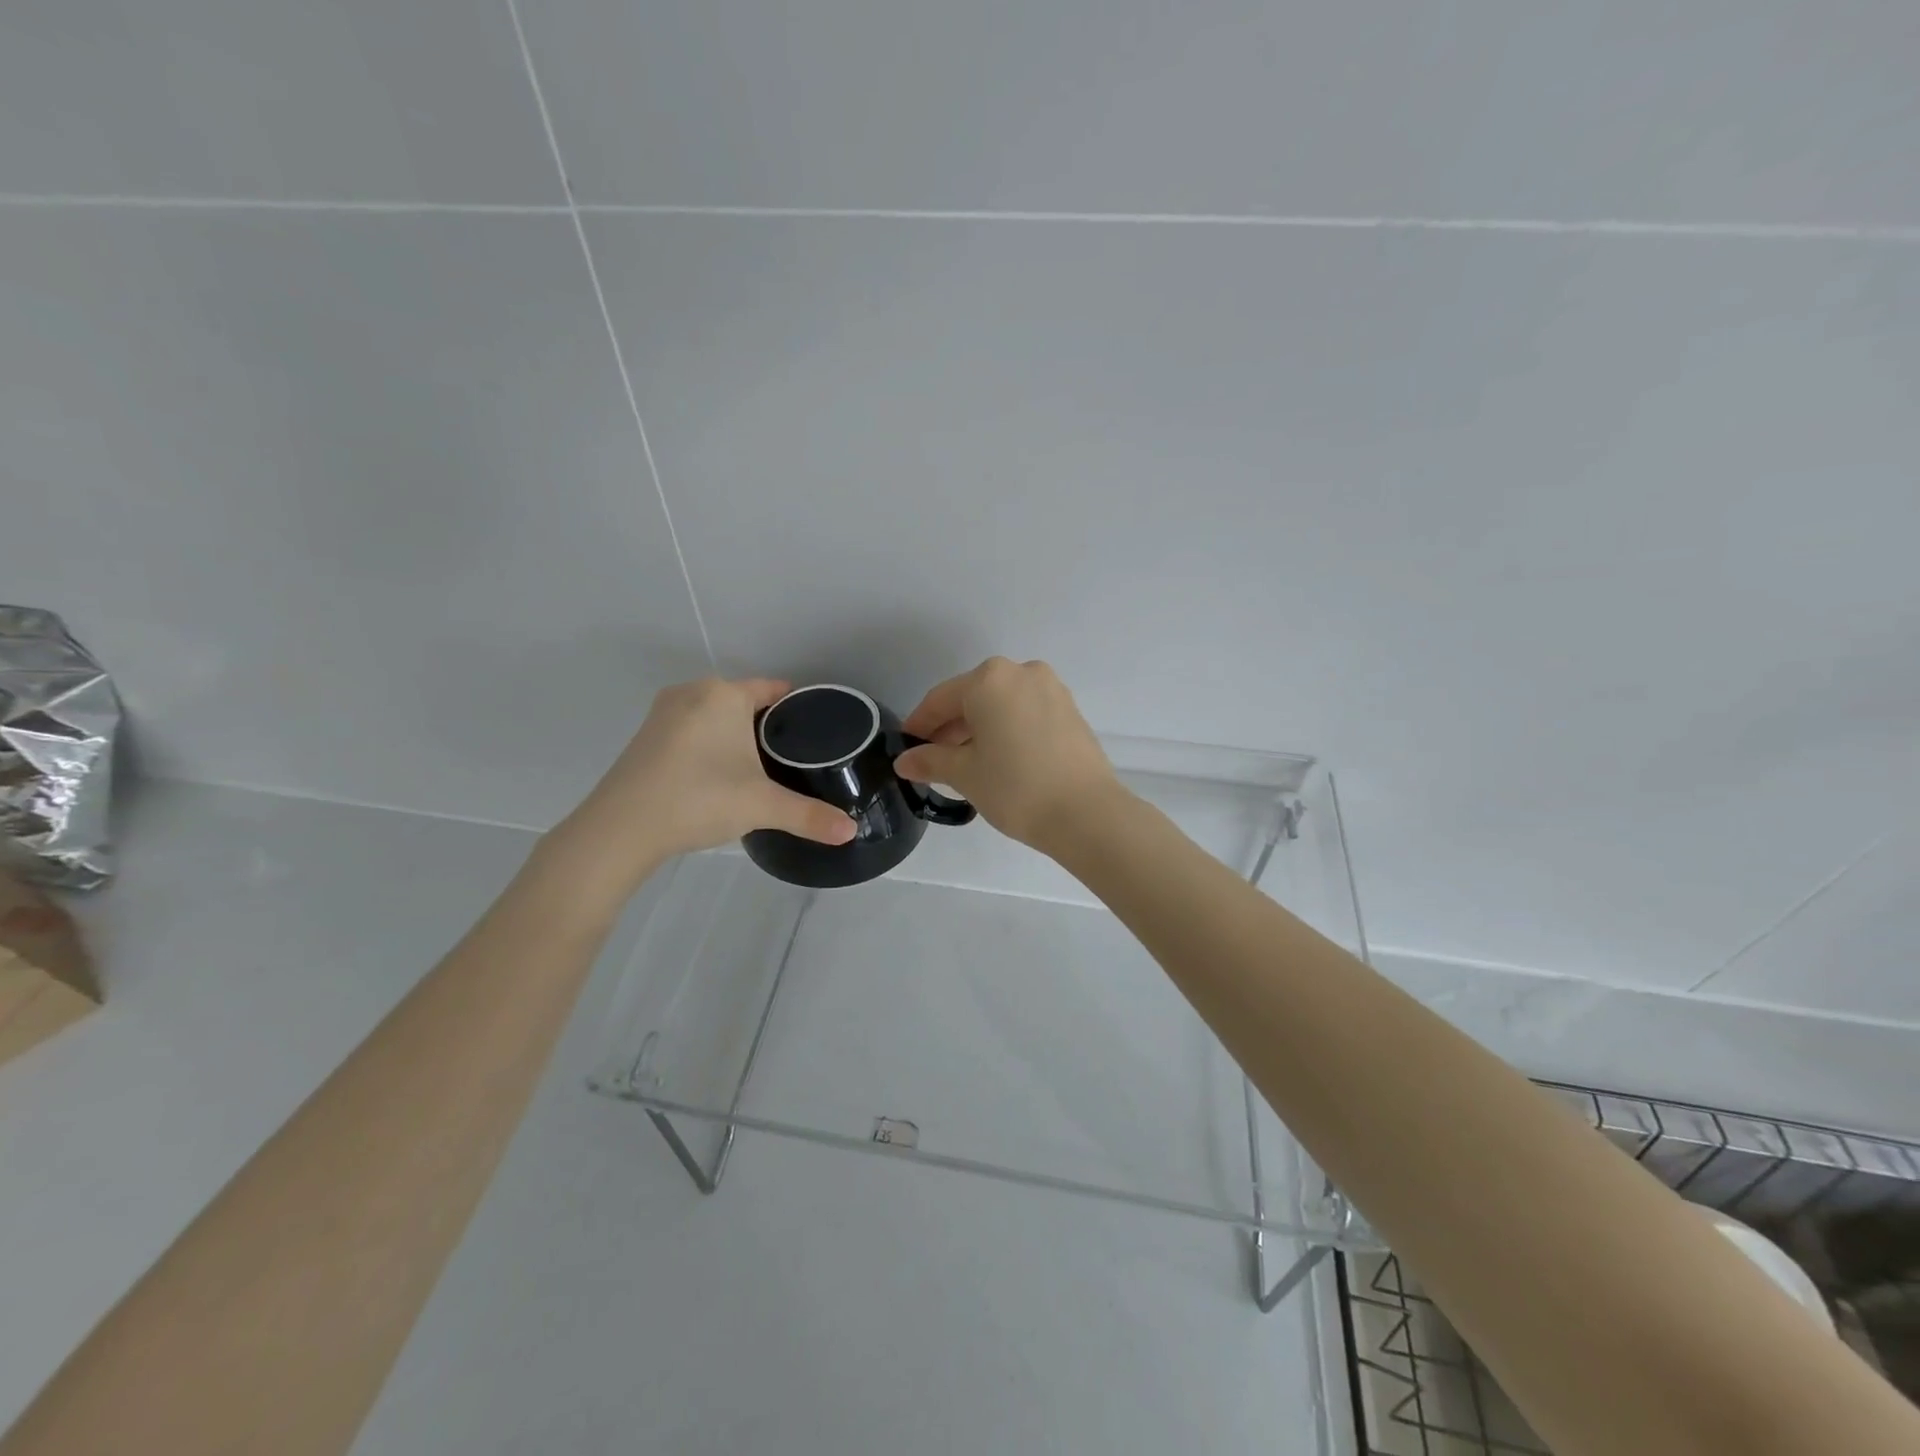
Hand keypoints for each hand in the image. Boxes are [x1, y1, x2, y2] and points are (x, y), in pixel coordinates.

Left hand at [549, 678, 854, 900]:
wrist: (620, 828)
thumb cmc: (699, 799)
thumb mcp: (762, 807)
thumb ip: (810, 816)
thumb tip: (852, 831)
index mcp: (724, 695)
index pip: (772, 689)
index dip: (797, 707)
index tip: (817, 728)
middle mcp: (693, 692)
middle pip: (743, 700)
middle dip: (767, 723)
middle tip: (794, 755)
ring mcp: (664, 713)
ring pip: (715, 715)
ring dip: (735, 734)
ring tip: (761, 766)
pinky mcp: (646, 736)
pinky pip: (692, 729)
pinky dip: (709, 744)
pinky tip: (719, 773)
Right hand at [894, 658, 1122, 853]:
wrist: (1086, 813)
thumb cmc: (1015, 787)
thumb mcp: (965, 774)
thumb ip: (930, 761)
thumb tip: (905, 761)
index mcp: (989, 679)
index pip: (940, 699)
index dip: (919, 724)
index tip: (906, 748)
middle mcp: (1021, 672)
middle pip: (973, 697)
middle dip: (950, 727)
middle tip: (934, 760)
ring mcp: (1051, 689)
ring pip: (1001, 705)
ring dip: (979, 729)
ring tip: (966, 763)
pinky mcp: (1070, 710)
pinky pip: (1025, 713)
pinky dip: (1007, 729)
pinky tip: (999, 759)